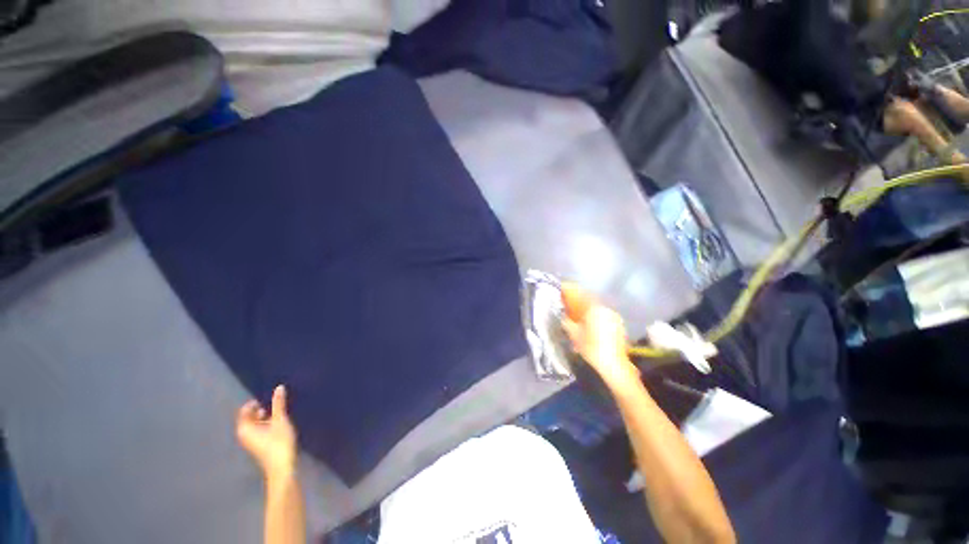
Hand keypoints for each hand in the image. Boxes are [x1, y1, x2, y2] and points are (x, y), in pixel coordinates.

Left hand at [236, 385, 297, 478]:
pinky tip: (280, 424)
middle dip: (262, 409)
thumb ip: (278, 404)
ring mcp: (251, 442)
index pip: (245, 410)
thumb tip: (279, 387)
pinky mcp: (259, 446)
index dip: (255, 402)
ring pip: (256, 424)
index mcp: (244, 428)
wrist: (282, 467)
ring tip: (280, 412)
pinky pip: (260, 430)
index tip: (269, 397)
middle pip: (250, 417)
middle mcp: (244, 434)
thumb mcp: (280, 420)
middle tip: (276, 403)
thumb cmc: (278, 442)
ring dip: (266, 417)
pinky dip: (268, 424)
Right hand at [561, 284, 640, 391]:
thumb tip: (561, 314)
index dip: (569, 290)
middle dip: (576, 299)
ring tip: (575, 312)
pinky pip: (602, 315)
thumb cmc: (592, 348)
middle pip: (588, 299)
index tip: (561, 287)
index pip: (580, 294)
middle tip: (566, 301)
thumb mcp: (574, 334)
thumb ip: (566, 321)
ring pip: (596, 308)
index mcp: (594, 308)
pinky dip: (593, 315)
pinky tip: (587, 322)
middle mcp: (605, 309)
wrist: (614, 366)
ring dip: (585, 308)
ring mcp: (614, 317)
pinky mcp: (618, 326)